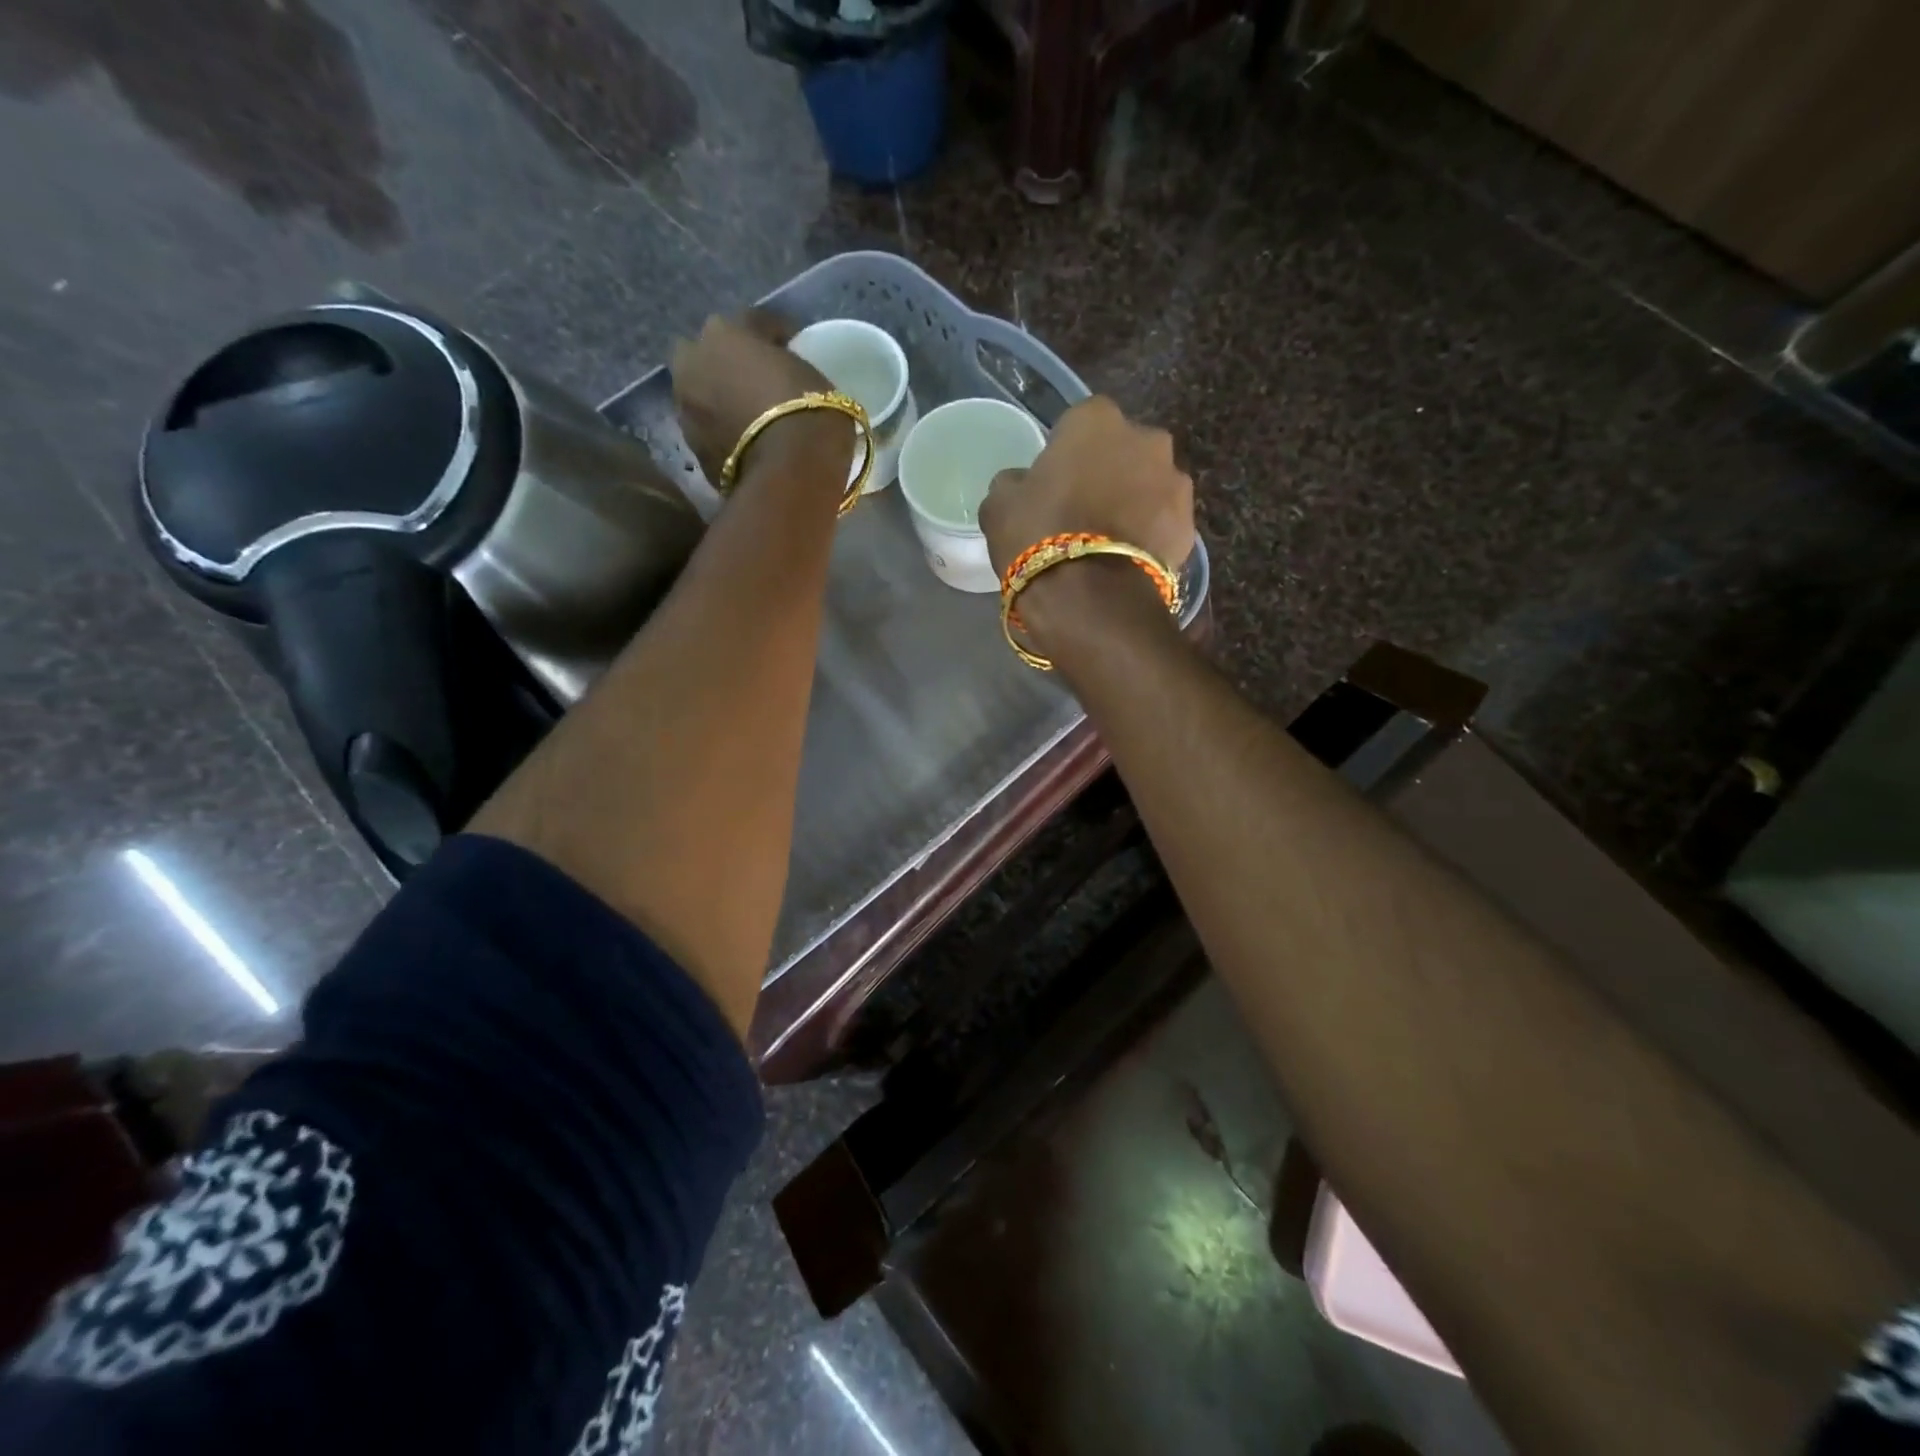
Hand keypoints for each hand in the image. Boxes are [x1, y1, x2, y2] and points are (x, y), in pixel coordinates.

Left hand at [671, 309, 847, 486]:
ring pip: (703, 393)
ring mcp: (686, 407)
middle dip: (730, 361)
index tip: (793, 346)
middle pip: (711, 353)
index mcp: (725, 332)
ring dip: (721, 398)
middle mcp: (693, 362)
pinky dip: (723, 431)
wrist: (790, 476)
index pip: (754, 322)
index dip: (776, 334)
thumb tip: (785, 376)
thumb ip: (788, 367)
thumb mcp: (812, 376)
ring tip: (750, 415)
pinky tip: (746, 441)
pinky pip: (709, 429)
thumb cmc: (809, 415)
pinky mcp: (692, 449)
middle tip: (758, 380)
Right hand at [978, 396, 1194, 577]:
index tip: (1053, 482)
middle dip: (1107, 472)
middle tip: (1082, 510)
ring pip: (1148, 485)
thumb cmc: (1039, 537)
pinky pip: (1163, 522)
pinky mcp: (1190, 525)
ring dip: (1133, 502)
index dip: (1065, 452)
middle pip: (1123, 451)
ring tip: (1106, 542)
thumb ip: (1013, 483)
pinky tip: (1126, 561)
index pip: (1079, 422)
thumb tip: (1022, 484)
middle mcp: (1146, 438)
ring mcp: (1175, 482)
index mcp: (1096, 420)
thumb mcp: (999, 506)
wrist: (1093, 600)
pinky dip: (1149, 534)